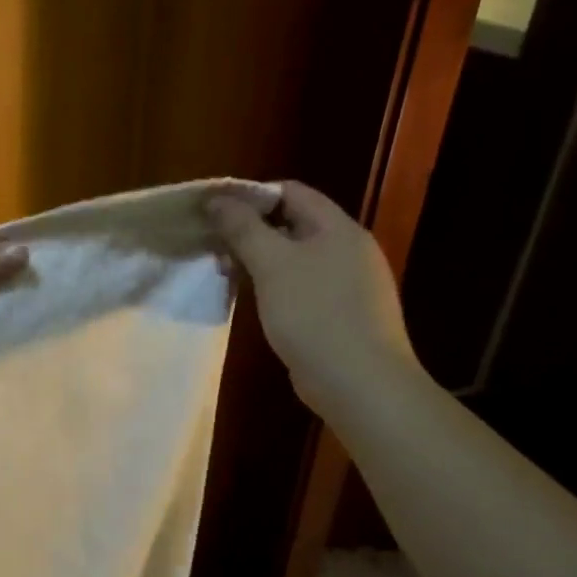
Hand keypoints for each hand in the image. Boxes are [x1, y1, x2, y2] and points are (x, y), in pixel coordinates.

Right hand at [207, 181, 417, 414]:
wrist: (361, 383)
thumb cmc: (314, 314)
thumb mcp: (272, 264)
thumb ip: (243, 228)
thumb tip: (216, 199)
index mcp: (338, 228)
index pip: (291, 192)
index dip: (251, 196)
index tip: (215, 213)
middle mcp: (349, 249)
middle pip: (293, 224)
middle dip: (251, 232)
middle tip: (215, 249)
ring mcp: (350, 284)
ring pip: (297, 258)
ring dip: (261, 261)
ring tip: (228, 276)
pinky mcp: (343, 314)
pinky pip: (305, 287)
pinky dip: (277, 287)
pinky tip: (257, 304)